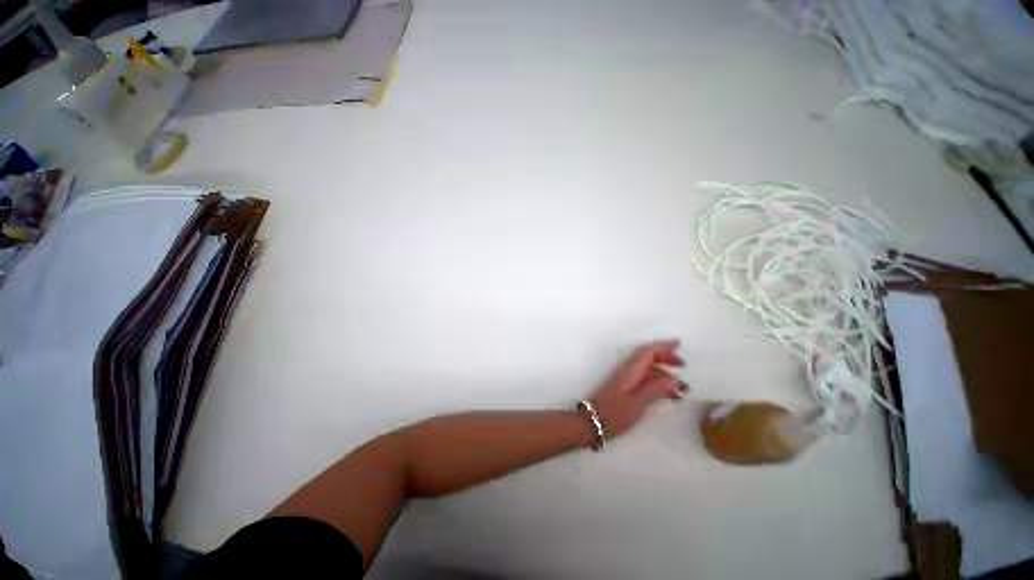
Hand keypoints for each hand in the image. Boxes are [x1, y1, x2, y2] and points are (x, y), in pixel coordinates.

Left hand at [584, 341, 688, 440]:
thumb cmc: (614, 413)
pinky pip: (645, 381)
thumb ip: (656, 389)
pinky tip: (670, 396)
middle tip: (684, 366)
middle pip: (648, 358)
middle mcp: (628, 371)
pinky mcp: (625, 390)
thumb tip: (674, 378)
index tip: (679, 345)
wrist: (591, 423)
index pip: (647, 352)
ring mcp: (625, 380)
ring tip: (683, 389)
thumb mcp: (638, 403)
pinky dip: (658, 385)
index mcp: (630, 370)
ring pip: (648, 371)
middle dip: (666, 358)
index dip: (663, 346)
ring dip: (665, 375)